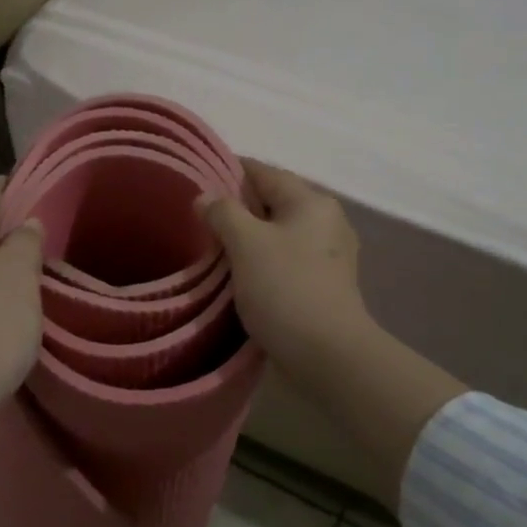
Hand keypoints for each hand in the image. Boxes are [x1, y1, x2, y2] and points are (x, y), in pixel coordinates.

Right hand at [199, 160, 465, 509]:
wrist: (328, 355)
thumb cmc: (285, 288)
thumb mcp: (246, 243)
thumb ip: (223, 212)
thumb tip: (205, 197)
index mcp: (311, 201)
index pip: (264, 171)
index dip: (228, 171)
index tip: (196, 180)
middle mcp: (327, 219)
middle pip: (273, 201)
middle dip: (237, 207)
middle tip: (200, 219)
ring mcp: (330, 253)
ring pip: (279, 231)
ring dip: (249, 236)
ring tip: (215, 247)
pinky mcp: (326, 282)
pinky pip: (287, 257)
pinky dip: (264, 259)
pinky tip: (242, 273)